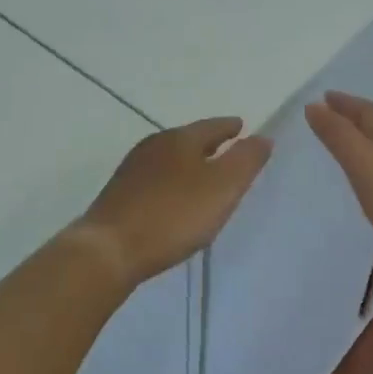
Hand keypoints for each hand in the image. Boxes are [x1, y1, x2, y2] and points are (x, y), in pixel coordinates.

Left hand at [74, 118, 271, 287]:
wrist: (110, 248)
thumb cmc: (173, 216)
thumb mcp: (221, 189)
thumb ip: (245, 161)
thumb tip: (262, 136)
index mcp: (180, 138)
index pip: (212, 125)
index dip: (230, 127)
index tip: (242, 127)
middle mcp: (154, 145)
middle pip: (189, 139)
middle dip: (209, 144)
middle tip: (227, 152)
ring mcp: (133, 168)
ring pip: (170, 158)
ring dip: (189, 163)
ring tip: (204, 176)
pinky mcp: (120, 192)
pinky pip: (155, 178)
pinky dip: (171, 181)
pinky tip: (174, 198)